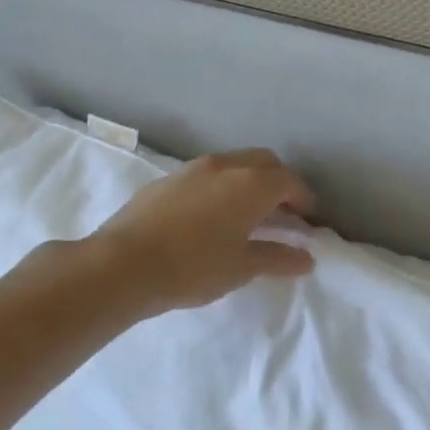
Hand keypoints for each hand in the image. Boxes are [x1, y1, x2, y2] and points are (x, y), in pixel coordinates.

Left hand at [86, 149, 316, 315]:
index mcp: (251, 184)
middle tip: (282, 212)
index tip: (307, 219)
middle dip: (279, 182)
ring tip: (247, 213)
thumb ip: (278, 258)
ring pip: (234, 164)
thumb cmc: (193, 267)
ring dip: (249, 181)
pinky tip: (210, 215)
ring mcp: (192, 169)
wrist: (122, 266)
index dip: (303, 198)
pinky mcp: (166, 179)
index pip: (289, 181)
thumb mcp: (242, 267)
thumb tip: (305, 258)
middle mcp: (226, 166)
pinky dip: (221, 187)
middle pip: (264, 162)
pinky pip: (206, 175)